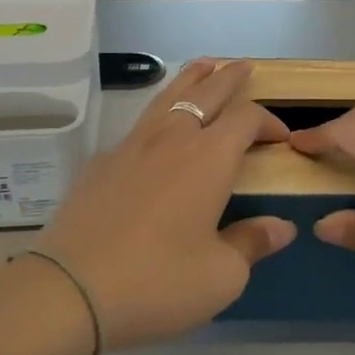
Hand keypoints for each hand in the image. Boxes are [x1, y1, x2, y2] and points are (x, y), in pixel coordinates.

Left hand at [33, 60, 296, 351]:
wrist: (71, 290)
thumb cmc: (158, 281)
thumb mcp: (221, 275)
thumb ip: (253, 243)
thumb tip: (282, 227)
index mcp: (209, 158)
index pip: (246, 118)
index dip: (268, 120)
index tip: (281, 137)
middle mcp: (172, 139)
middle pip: (205, 92)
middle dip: (228, 77)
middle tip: (243, 66)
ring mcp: (131, 146)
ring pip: (167, 97)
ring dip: (190, 79)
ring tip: (203, 65)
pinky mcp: (101, 163)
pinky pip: (139, 124)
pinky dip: (159, 113)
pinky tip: (156, 128)